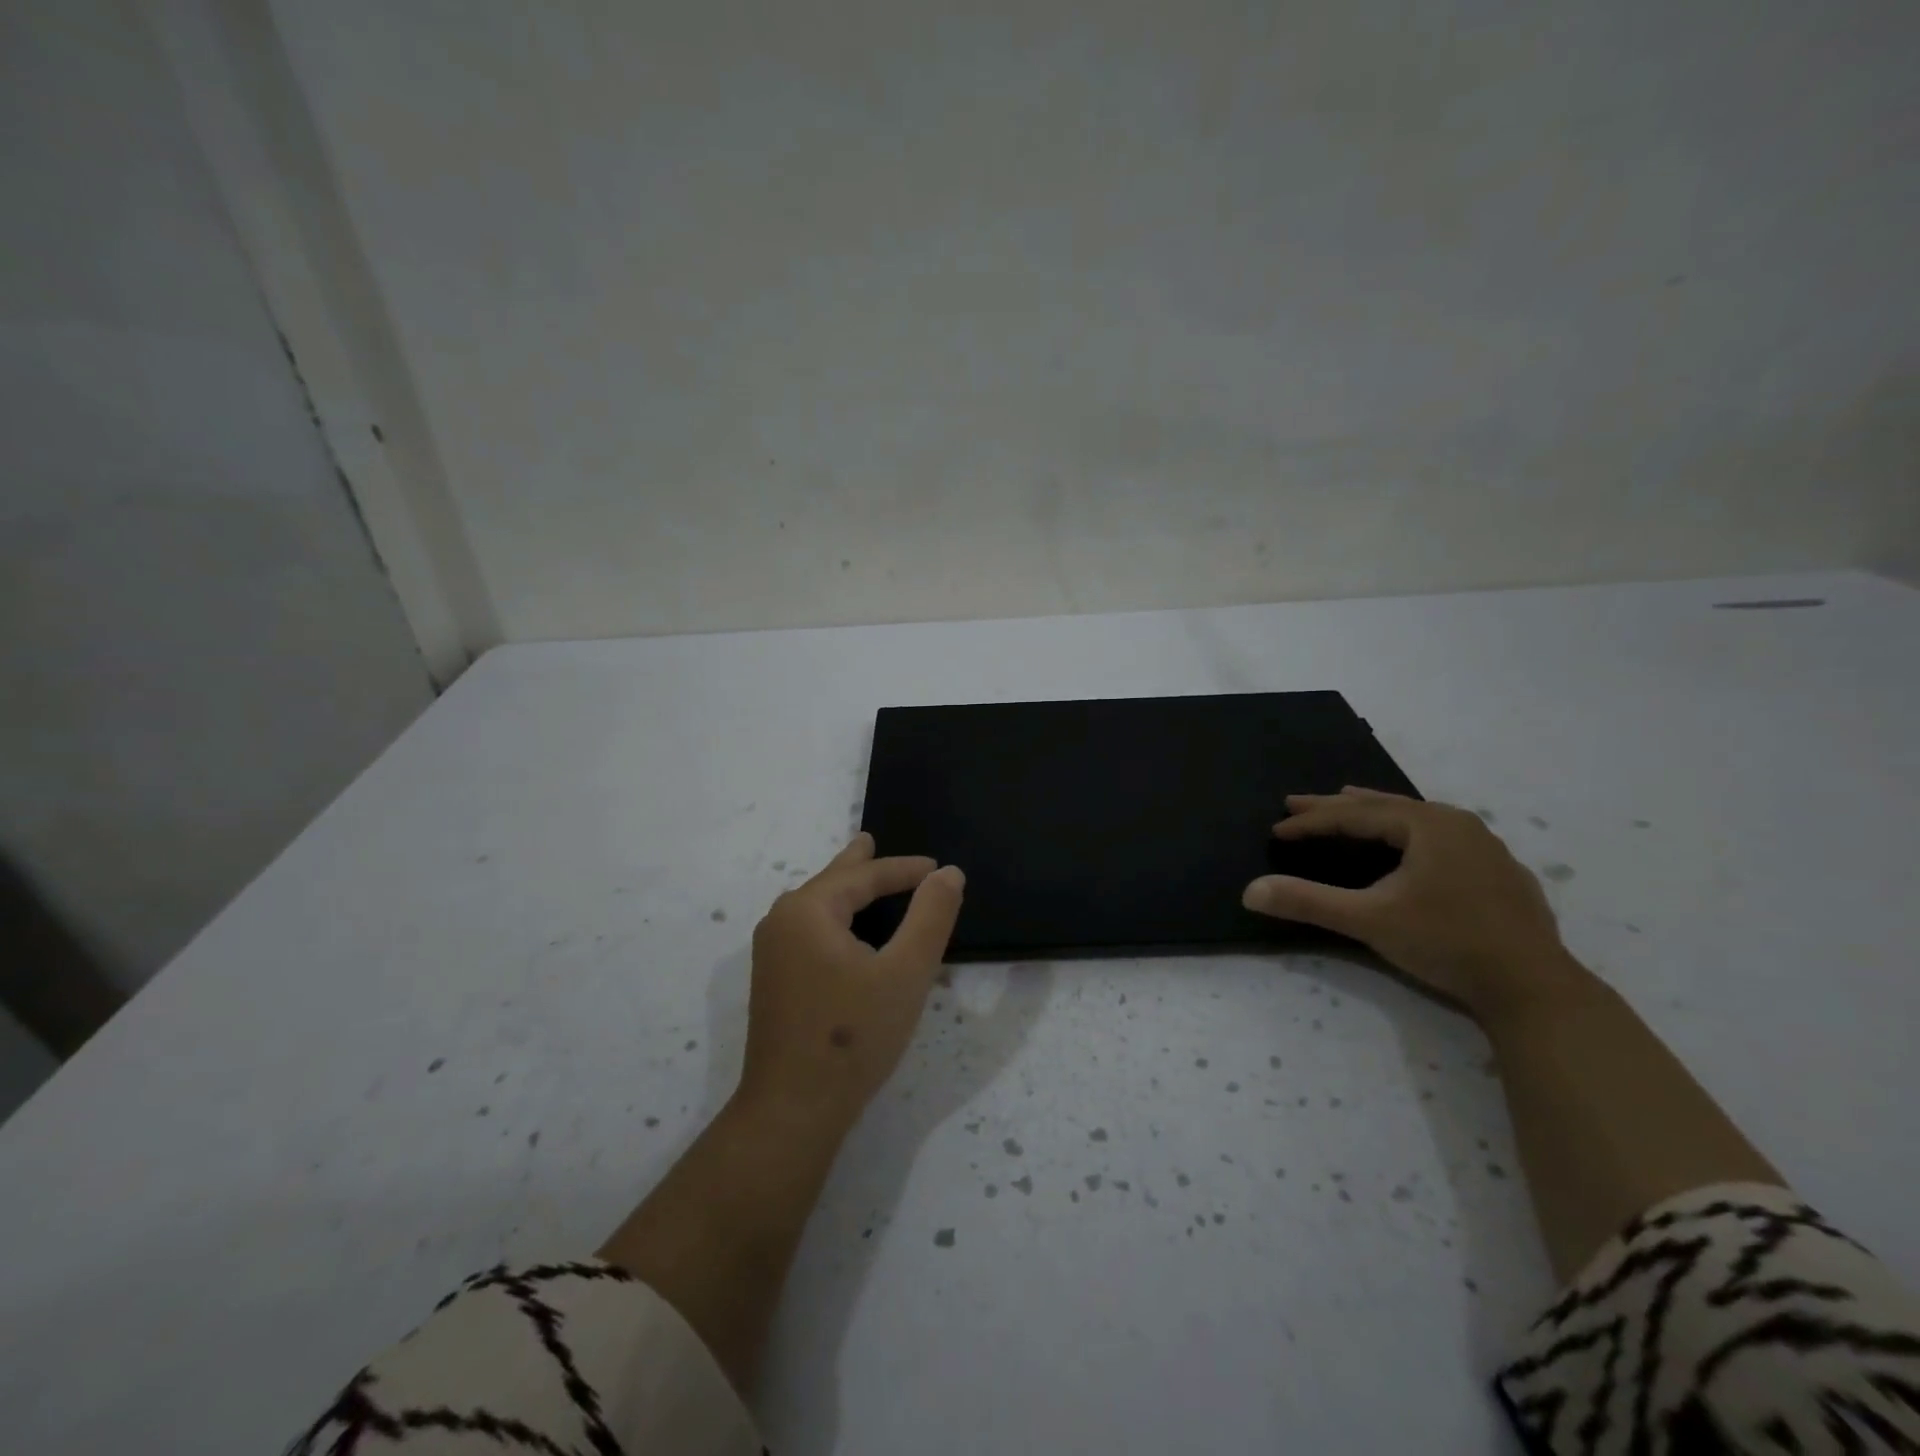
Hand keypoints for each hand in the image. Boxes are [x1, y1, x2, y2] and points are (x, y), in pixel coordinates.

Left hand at [738, 833, 964, 1134]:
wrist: (793, 1109)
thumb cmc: (853, 1035)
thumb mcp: (905, 972)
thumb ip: (930, 917)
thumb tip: (949, 874)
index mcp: (808, 910)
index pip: (863, 876)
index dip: (903, 870)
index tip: (938, 868)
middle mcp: (782, 921)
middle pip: (830, 882)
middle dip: (859, 865)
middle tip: (871, 841)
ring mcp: (772, 953)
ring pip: (816, 907)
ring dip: (845, 891)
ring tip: (860, 872)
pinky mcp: (773, 980)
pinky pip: (809, 930)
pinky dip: (835, 917)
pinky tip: (844, 928)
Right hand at [1241, 788, 1582, 1017]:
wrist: (1534, 988)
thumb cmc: (1448, 943)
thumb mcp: (1370, 920)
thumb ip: (1308, 902)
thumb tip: (1250, 891)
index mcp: (1428, 825)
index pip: (1355, 815)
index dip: (1311, 822)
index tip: (1277, 830)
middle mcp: (1457, 824)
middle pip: (1384, 807)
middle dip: (1336, 807)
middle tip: (1295, 804)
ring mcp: (1484, 846)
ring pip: (1416, 818)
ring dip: (1374, 813)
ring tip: (1348, 803)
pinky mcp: (1498, 872)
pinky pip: (1440, 837)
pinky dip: (1408, 833)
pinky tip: (1409, 845)